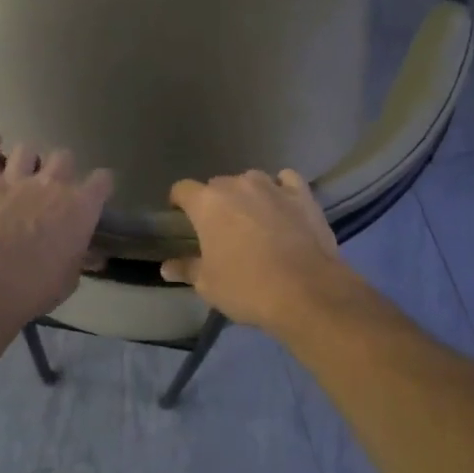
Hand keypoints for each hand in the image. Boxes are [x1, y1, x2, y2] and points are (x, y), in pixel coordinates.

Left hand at [0, 134, 113, 323]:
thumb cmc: (35, 286)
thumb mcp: (69, 279)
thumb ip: (79, 259)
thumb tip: (92, 256)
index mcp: (81, 207)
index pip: (103, 180)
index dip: (99, 186)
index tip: (94, 194)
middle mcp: (53, 183)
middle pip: (64, 157)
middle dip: (60, 169)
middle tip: (51, 187)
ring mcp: (16, 177)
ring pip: (27, 149)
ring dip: (26, 160)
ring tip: (19, 172)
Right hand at [161, 170, 354, 334]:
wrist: (307, 292)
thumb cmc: (247, 288)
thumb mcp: (208, 285)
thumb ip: (187, 269)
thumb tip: (166, 267)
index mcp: (207, 203)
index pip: (183, 189)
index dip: (179, 202)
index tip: (180, 217)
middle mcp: (237, 185)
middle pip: (217, 185)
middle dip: (215, 203)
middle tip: (220, 229)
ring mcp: (272, 186)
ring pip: (251, 181)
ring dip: (247, 195)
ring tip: (253, 218)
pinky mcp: (302, 194)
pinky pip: (286, 180)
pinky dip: (281, 188)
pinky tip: (282, 204)